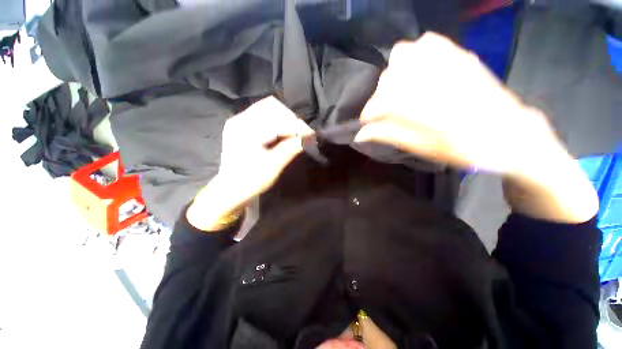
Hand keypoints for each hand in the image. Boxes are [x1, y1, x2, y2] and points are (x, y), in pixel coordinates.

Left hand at [188, 97, 312, 230]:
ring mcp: (240, 122)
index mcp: (245, 130)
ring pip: (268, 109)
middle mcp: (240, 120)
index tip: (311, 134)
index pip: (277, 119)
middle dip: (291, 120)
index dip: (296, 125)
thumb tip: (309, 137)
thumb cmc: (250, 181)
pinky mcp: (242, 127)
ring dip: (285, 120)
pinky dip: (277, 122)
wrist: (230, 190)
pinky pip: (263, 116)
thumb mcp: (272, 166)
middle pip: (272, 107)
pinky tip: (284, 133)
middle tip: (303, 134)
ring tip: (295, 134)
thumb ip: (290, 149)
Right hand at [355, 33, 597, 222]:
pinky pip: (428, 43)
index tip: (366, 123)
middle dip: (379, 97)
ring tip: (398, 92)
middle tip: (384, 112)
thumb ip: (389, 136)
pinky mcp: (460, 55)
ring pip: (403, 55)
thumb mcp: (422, 148)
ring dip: (394, 75)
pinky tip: (417, 72)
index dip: (368, 113)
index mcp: (423, 108)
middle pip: (388, 78)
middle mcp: (433, 80)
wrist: (511, 136)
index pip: (381, 102)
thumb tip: (360, 135)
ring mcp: (448, 62)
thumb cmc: (464, 149)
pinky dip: (414, 55)